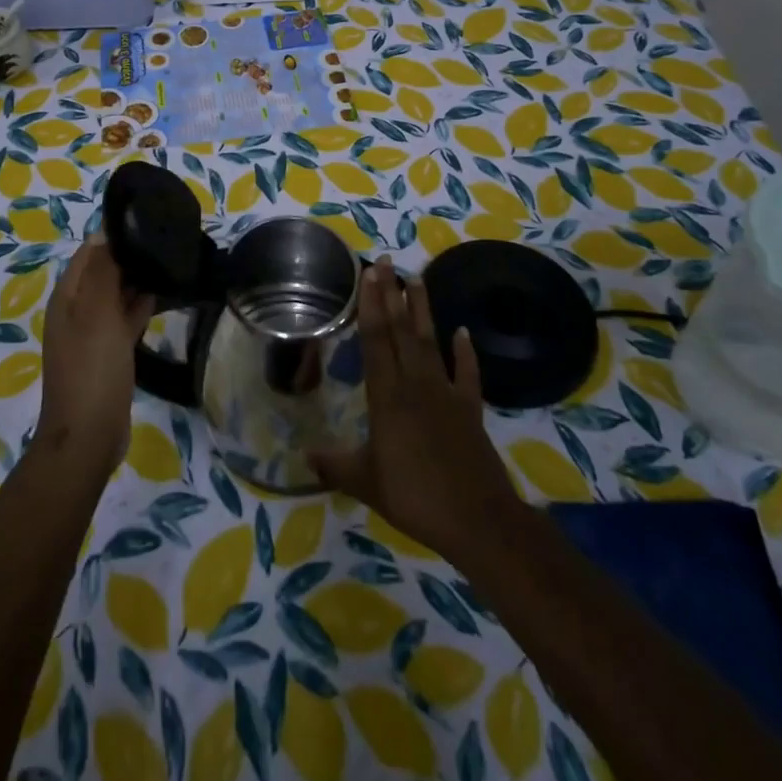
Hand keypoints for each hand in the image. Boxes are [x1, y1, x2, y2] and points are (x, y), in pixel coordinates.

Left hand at [37, 233, 154, 476]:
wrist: (88, 436)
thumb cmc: (92, 369)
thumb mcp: (97, 314)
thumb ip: (102, 272)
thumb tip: (106, 233)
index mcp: (68, 297)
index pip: (90, 252)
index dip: (113, 235)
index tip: (147, 220)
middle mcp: (77, 310)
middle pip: (103, 271)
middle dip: (129, 256)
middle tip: (165, 239)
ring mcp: (93, 333)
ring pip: (116, 294)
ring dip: (137, 280)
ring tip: (170, 260)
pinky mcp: (109, 352)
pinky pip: (125, 319)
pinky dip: (140, 305)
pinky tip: (164, 294)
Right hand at [308, 257, 517, 564]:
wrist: (477, 519)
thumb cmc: (414, 497)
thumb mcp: (366, 482)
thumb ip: (335, 465)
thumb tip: (304, 455)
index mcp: (387, 396)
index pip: (376, 339)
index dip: (370, 305)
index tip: (368, 274)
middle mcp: (415, 383)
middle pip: (401, 330)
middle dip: (391, 294)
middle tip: (385, 261)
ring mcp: (446, 393)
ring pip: (431, 341)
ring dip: (423, 309)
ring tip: (416, 278)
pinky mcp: (470, 408)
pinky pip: (467, 373)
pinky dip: (466, 352)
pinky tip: (463, 332)